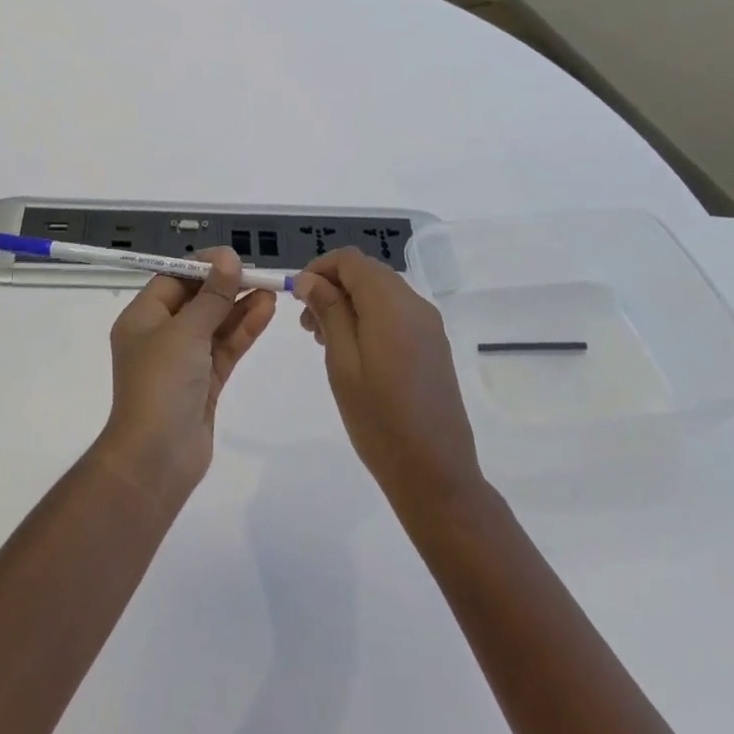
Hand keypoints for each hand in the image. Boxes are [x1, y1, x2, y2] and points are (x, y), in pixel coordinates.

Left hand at [94, 250, 276, 509]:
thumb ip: (212, 296)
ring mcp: (183, 361)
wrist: (156, 458)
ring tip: (270, 289)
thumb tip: (228, 259)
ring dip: (239, 306)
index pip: (173, 279)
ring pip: (214, 324)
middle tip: (256, 273)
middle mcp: (160, 336)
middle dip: (225, 286)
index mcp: (142, 318)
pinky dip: (243, 330)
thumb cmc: (161, 383)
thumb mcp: (186, 331)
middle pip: (196, 300)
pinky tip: (266, 311)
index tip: (232, 258)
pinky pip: (225, 348)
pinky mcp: (204, 384)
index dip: (202, 266)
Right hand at [294, 248, 483, 520]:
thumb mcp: (342, 363)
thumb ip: (328, 312)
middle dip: (333, 287)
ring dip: (350, 303)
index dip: (319, 268)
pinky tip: (354, 351)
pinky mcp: (433, 345)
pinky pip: (396, 313)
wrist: (436, 474)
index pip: (350, 260)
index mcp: (391, 303)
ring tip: (324, 340)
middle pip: (367, 273)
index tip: (297, 297)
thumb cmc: (379, 420)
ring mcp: (428, 325)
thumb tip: (310, 278)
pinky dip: (370, 318)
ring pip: (381, 292)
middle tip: (306, 324)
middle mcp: (414, 304)